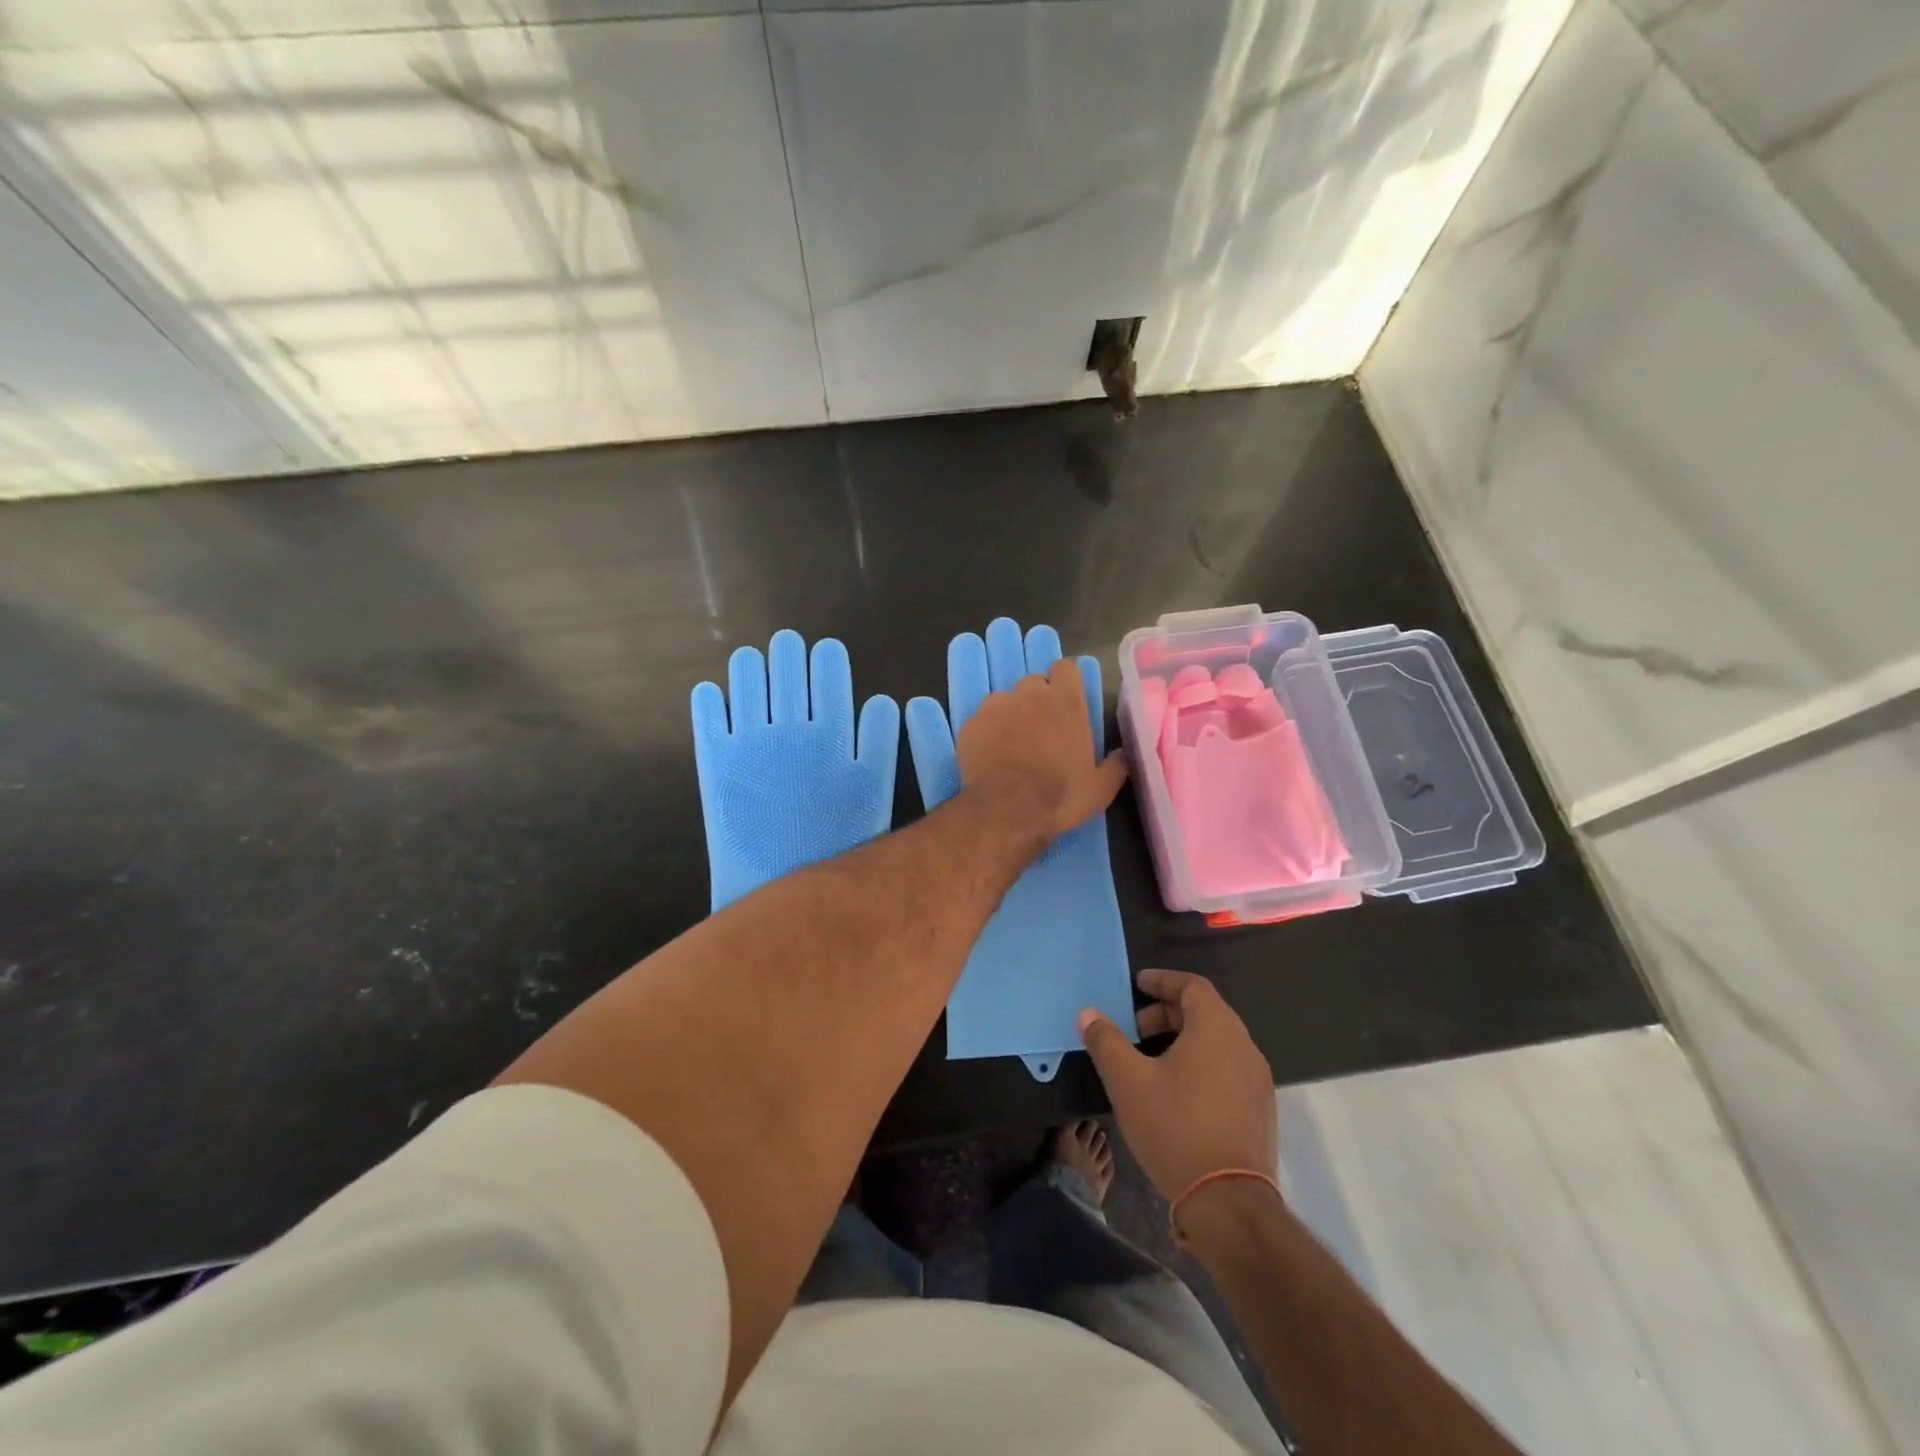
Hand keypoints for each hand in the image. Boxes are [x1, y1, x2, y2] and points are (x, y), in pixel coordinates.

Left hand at [958, 656, 1127, 843]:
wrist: (1007, 811)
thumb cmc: (1060, 797)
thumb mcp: (1100, 788)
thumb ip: (1115, 765)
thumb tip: (1124, 754)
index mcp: (1066, 703)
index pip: (1066, 668)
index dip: (1065, 682)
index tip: (1066, 702)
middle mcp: (1030, 695)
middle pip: (1033, 683)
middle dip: (1036, 700)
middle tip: (1040, 730)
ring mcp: (996, 707)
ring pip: (1004, 700)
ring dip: (1010, 715)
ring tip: (1011, 745)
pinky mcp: (971, 724)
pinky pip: (981, 720)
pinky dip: (986, 733)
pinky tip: (989, 756)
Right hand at [1078, 969, 1276, 1199]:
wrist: (1229, 1202)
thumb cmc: (1175, 1127)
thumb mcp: (1128, 1081)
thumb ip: (1106, 1041)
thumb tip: (1088, 1014)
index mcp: (1216, 1029)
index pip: (1193, 986)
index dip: (1163, 980)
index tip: (1138, 984)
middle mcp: (1244, 1046)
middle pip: (1205, 1012)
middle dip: (1167, 1013)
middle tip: (1134, 1028)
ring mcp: (1257, 1080)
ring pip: (1218, 1041)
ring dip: (1183, 1039)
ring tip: (1151, 1061)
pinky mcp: (1260, 1110)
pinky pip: (1228, 1068)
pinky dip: (1202, 1063)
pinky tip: (1177, 1092)